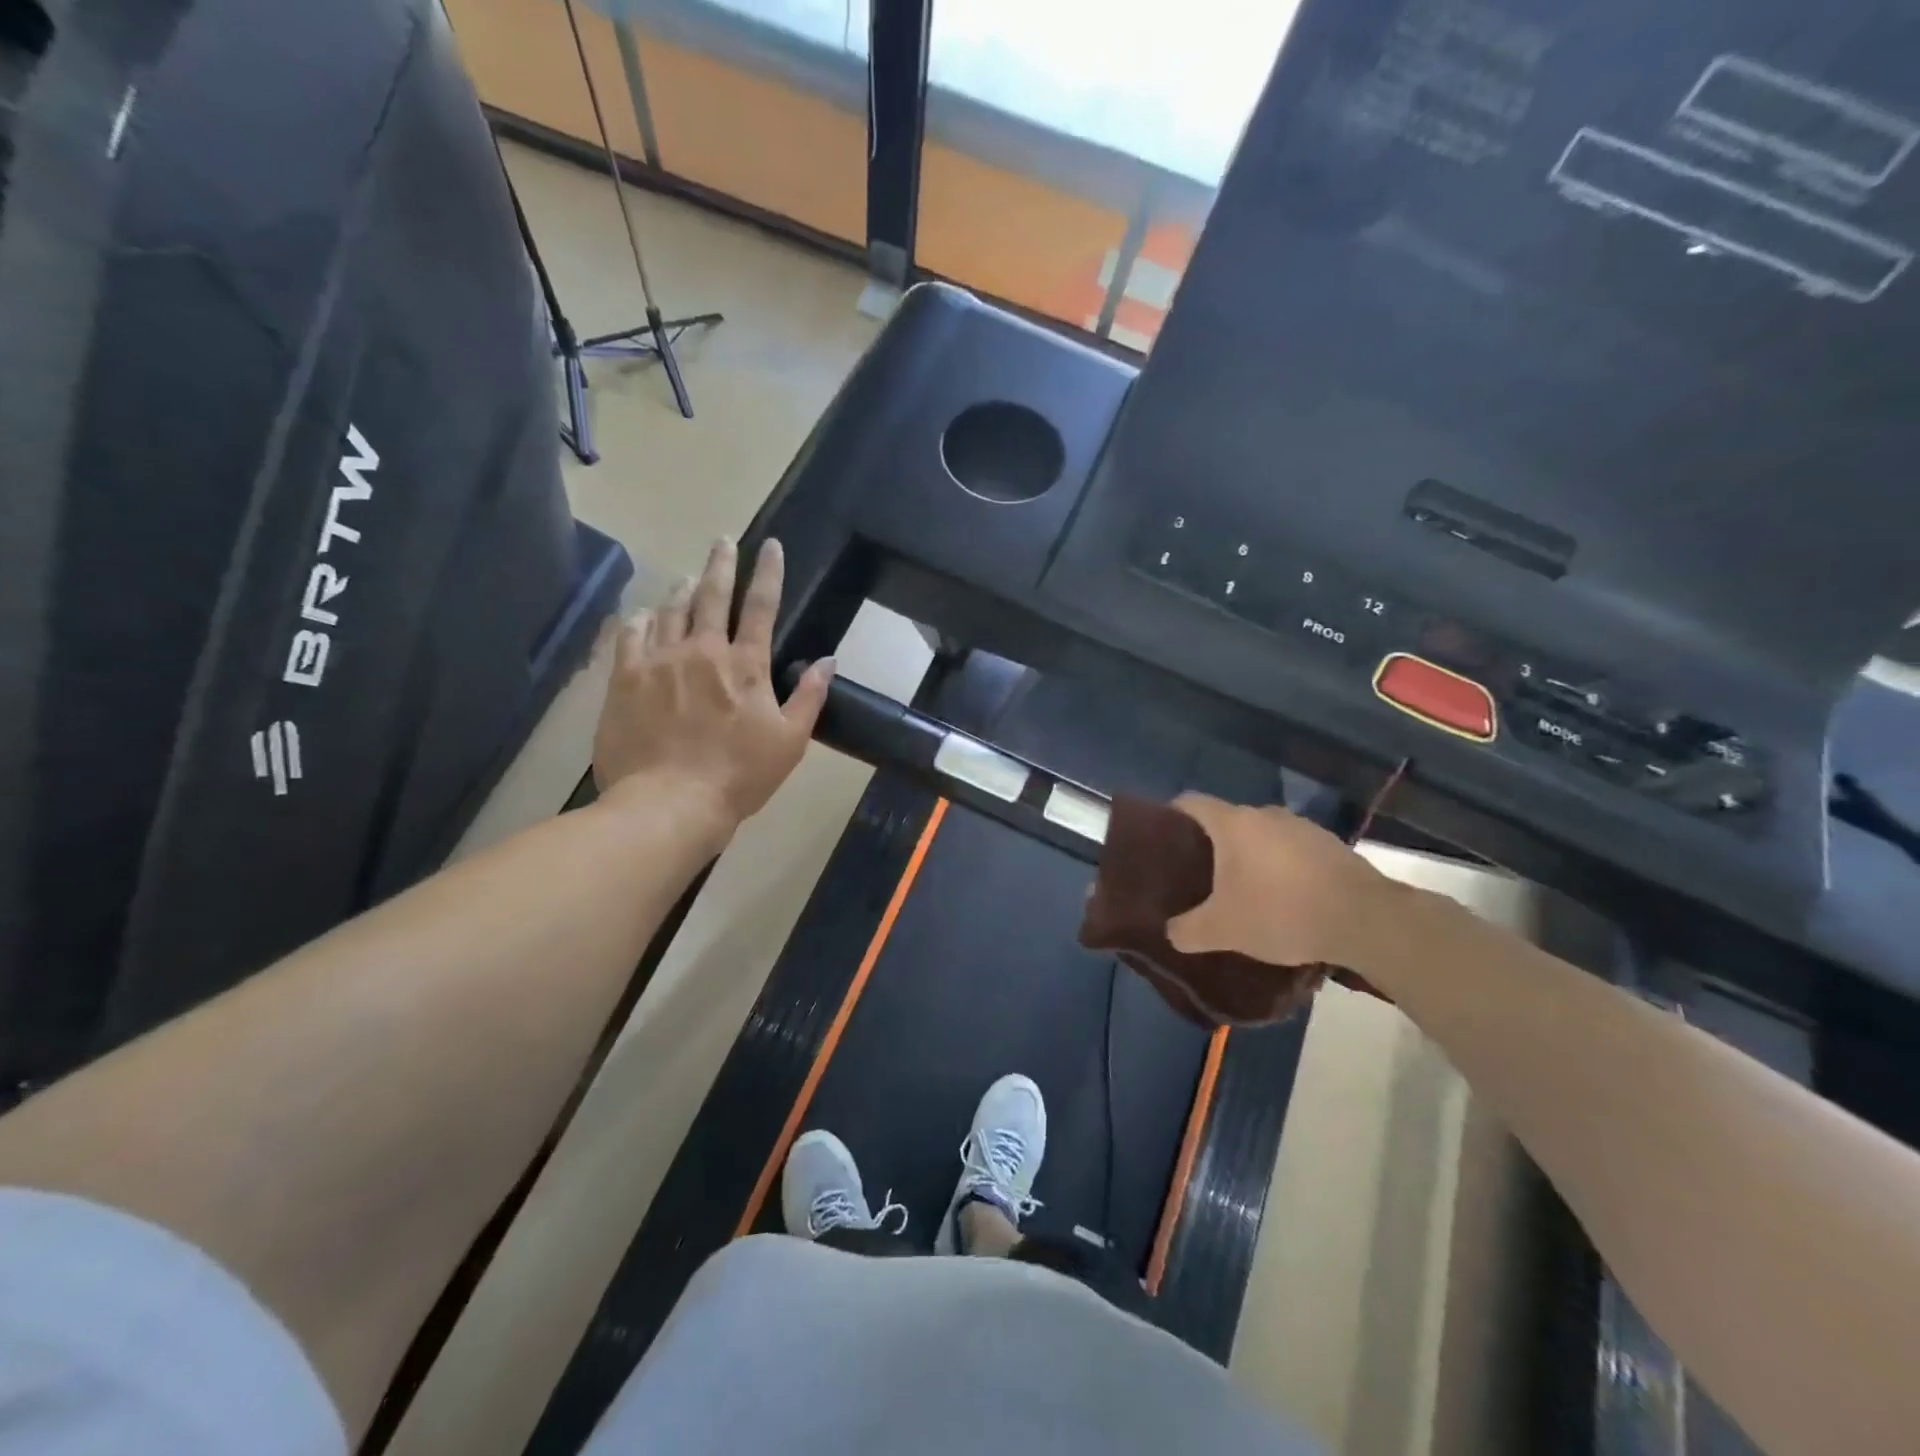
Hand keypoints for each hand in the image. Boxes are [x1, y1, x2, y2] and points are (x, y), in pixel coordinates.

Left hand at [592, 537, 833, 827]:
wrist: (669, 803)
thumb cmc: (739, 776)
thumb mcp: (790, 742)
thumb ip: (809, 697)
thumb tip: (827, 660)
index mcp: (745, 665)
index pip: (761, 607)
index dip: (769, 573)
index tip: (770, 545)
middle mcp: (702, 651)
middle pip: (712, 595)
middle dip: (722, 564)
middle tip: (723, 542)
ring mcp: (660, 661)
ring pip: (670, 610)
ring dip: (682, 589)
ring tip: (688, 577)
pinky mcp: (625, 678)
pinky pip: (630, 635)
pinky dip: (640, 619)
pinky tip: (643, 614)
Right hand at [1165, 794, 1394, 969]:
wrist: (1366, 920)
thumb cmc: (1281, 912)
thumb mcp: (1224, 930)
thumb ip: (1188, 930)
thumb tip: (1170, 933)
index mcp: (1233, 824)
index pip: (1190, 803)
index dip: (1171, 816)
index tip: (1162, 840)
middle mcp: (1265, 815)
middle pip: (1226, 820)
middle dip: (1210, 845)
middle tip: (1198, 876)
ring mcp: (1302, 827)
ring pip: (1262, 835)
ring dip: (1249, 856)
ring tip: (1241, 889)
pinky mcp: (1330, 845)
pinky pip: (1291, 849)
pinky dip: (1280, 866)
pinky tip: (1283, 897)